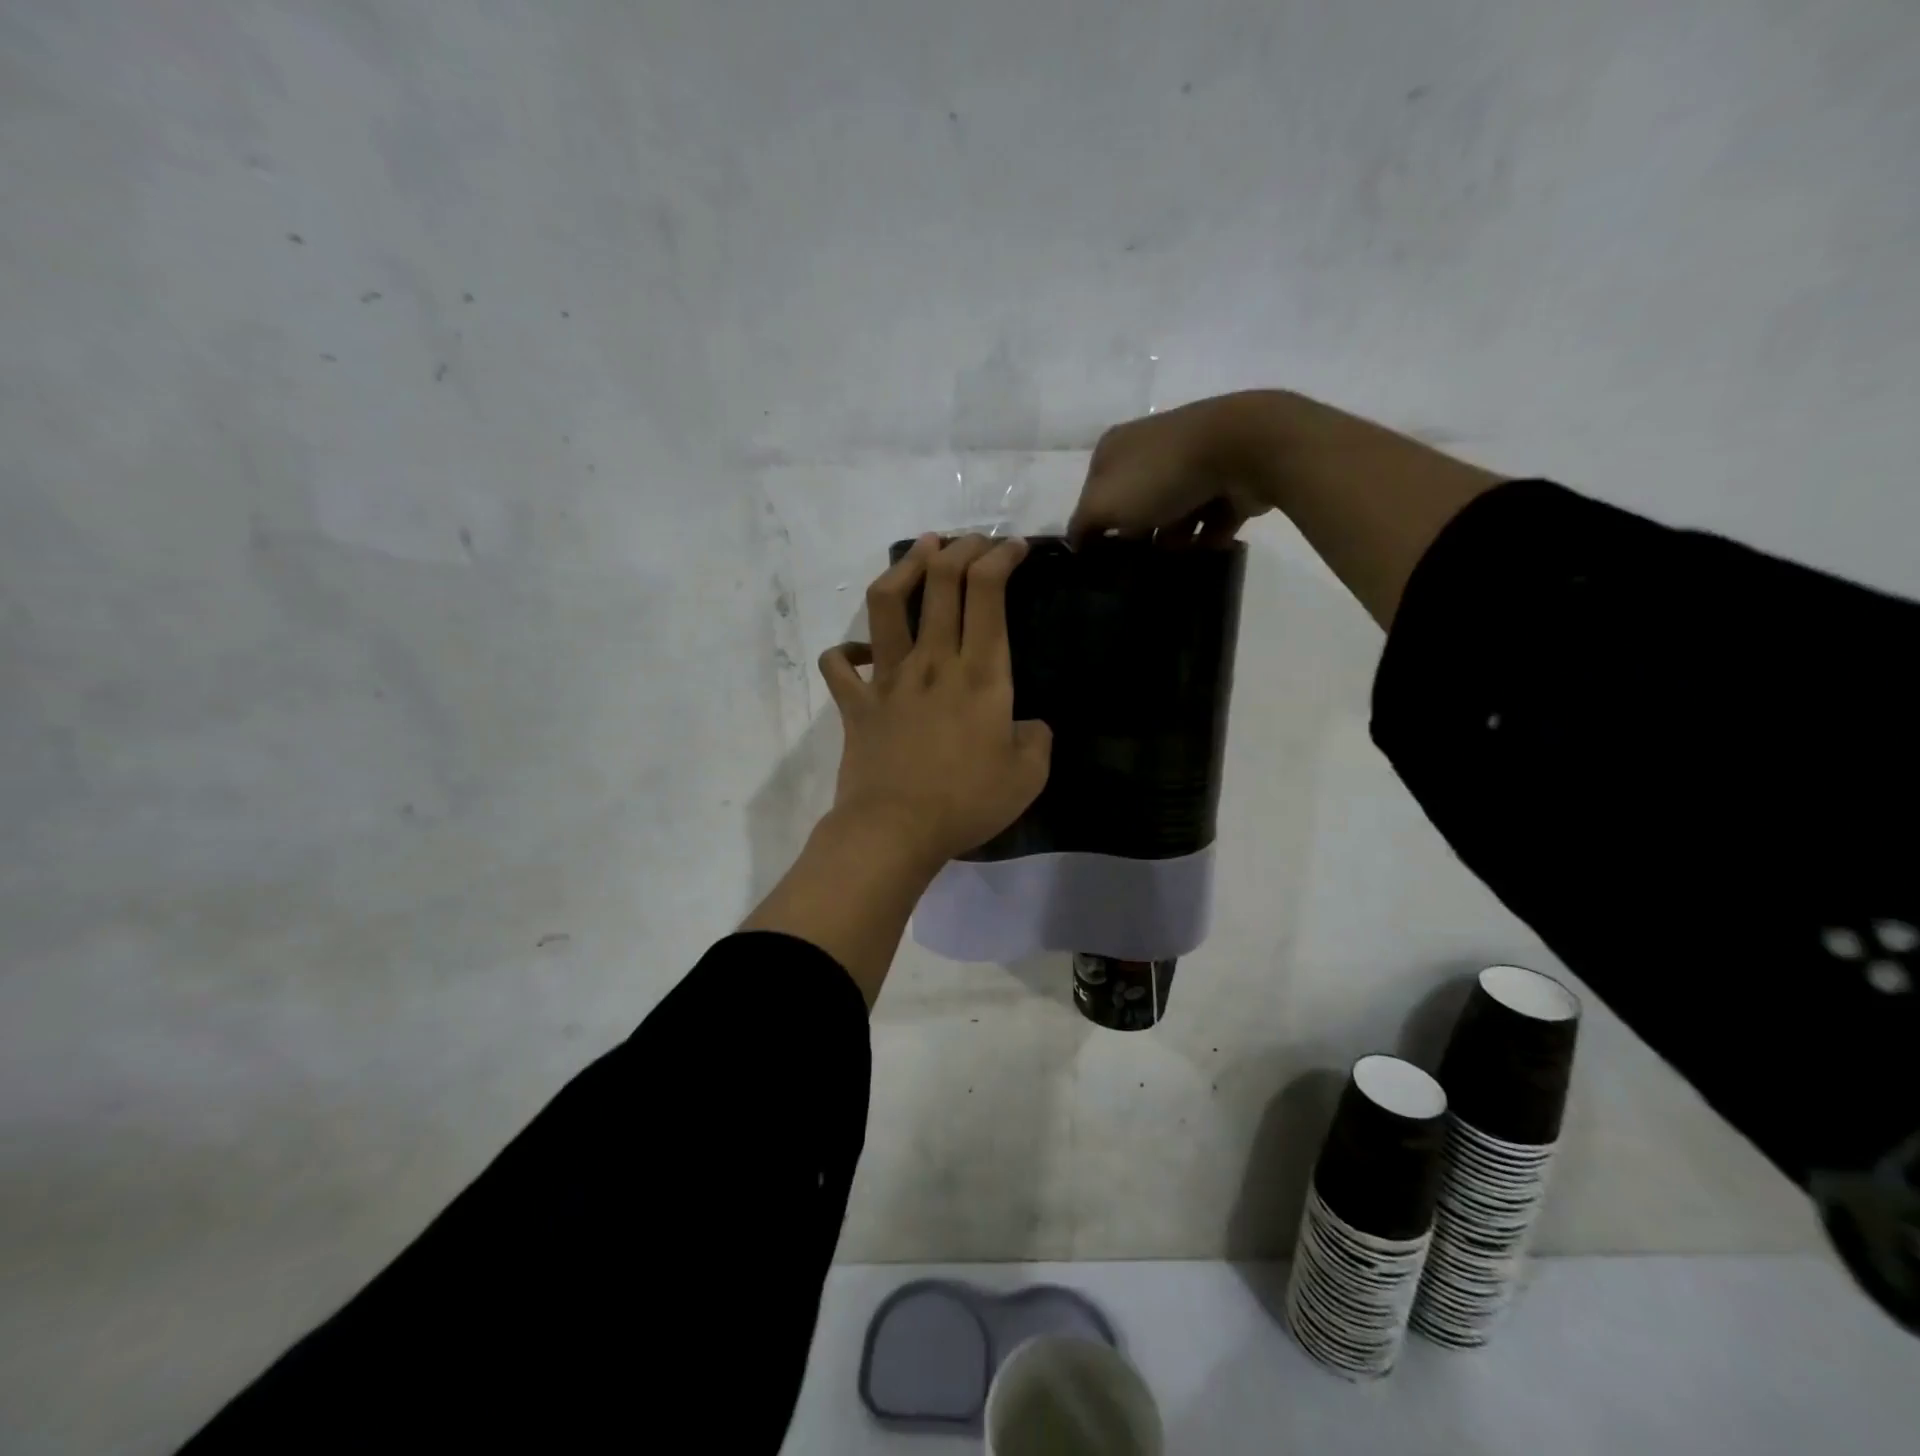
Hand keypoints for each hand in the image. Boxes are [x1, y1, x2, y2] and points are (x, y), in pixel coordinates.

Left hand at [818, 534, 1052, 867]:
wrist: (895, 830)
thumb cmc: (966, 802)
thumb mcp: (1028, 777)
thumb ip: (1037, 740)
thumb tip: (1028, 725)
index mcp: (979, 674)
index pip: (987, 592)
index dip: (1000, 558)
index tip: (1012, 548)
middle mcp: (932, 662)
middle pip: (941, 583)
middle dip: (960, 549)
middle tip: (972, 540)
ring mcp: (888, 679)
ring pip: (887, 604)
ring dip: (905, 568)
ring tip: (921, 551)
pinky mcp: (856, 703)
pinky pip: (839, 664)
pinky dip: (845, 651)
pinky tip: (859, 651)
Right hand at [1067, 391, 1291, 546]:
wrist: (1243, 449)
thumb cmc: (1161, 475)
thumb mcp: (1103, 503)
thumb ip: (1082, 525)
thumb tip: (1076, 543)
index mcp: (1115, 448)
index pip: (1094, 494)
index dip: (1095, 527)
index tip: (1102, 560)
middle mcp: (1151, 450)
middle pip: (1135, 506)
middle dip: (1137, 537)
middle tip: (1137, 570)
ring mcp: (1192, 463)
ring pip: (1174, 514)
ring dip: (1173, 543)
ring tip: (1174, 568)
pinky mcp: (1226, 480)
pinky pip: (1211, 518)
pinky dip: (1208, 538)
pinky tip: (1204, 557)